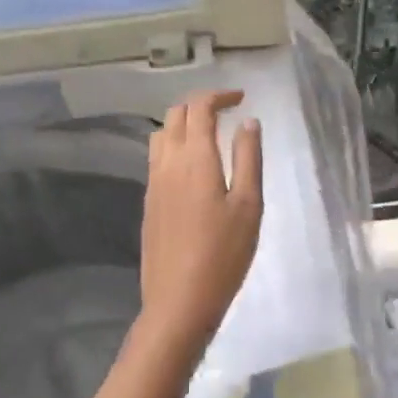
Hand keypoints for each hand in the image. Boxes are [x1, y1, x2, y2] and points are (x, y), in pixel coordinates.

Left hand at [139, 90, 263, 346]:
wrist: (178, 301)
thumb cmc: (223, 254)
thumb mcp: (249, 205)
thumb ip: (248, 158)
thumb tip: (248, 122)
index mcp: (195, 158)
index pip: (199, 107)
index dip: (219, 95)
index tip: (240, 98)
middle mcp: (167, 163)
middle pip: (175, 115)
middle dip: (200, 105)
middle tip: (226, 112)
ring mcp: (152, 183)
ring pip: (161, 135)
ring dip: (183, 124)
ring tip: (208, 136)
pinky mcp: (148, 203)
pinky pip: (156, 159)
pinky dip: (174, 147)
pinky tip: (192, 168)